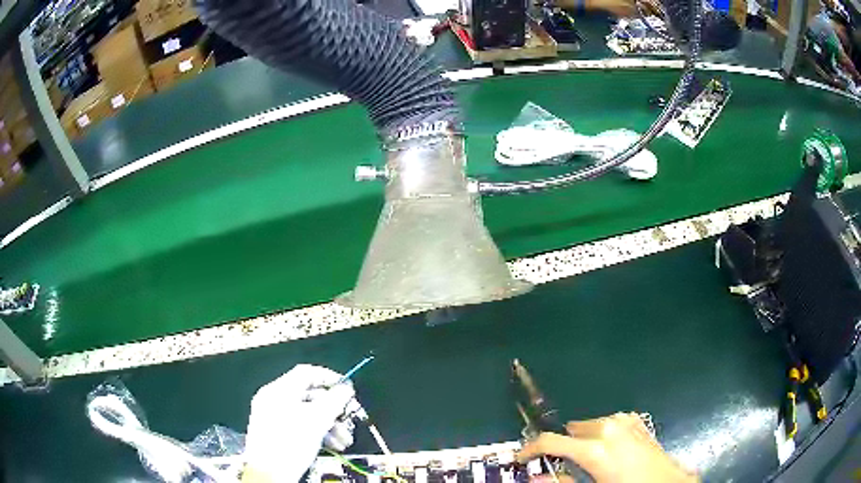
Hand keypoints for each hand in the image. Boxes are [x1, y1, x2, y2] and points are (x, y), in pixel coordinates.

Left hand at [244, 365, 357, 481]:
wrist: (269, 474)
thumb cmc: (291, 443)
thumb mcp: (317, 421)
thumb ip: (334, 401)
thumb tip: (346, 388)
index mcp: (278, 390)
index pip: (306, 373)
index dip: (329, 377)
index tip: (347, 388)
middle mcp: (272, 399)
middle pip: (308, 395)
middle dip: (332, 409)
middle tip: (348, 419)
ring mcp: (271, 415)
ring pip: (305, 412)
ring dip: (328, 424)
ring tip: (343, 441)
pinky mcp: (274, 431)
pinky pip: (298, 424)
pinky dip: (315, 431)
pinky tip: (331, 445)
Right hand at [516, 413, 696, 482]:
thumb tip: (534, 477)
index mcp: (595, 449)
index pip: (551, 441)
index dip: (530, 449)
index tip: (520, 458)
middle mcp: (608, 428)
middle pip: (570, 430)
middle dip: (563, 445)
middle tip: (563, 464)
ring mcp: (624, 421)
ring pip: (589, 424)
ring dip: (582, 439)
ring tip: (588, 459)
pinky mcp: (636, 421)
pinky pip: (609, 422)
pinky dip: (601, 433)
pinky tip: (608, 447)